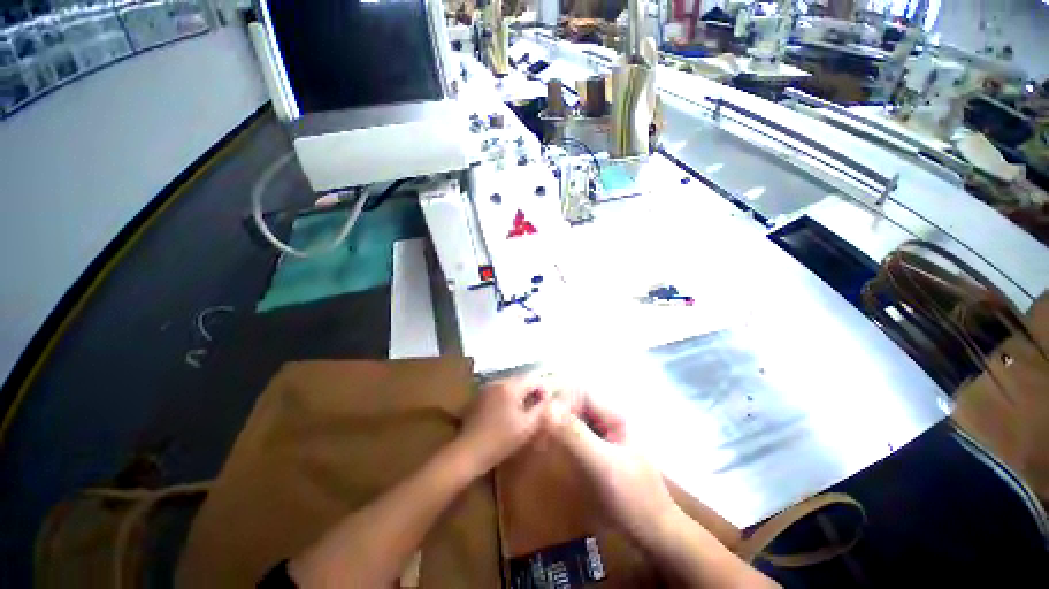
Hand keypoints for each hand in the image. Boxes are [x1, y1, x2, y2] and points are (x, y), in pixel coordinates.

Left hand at [454, 377, 550, 474]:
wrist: (468, 453)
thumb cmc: (501, 440)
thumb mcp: (527, 427)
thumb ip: (542, 410)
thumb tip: (551, 400)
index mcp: (510, 386)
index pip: (534, 378)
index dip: (544, 390)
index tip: (547, 406)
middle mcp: (498, 382)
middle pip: (521, 381)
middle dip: (532, 393)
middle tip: (538, 411)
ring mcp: (487, 389)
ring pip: (510, 387)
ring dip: (520, 397)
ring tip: (524, 414)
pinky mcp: (479, 398)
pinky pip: (499, 393)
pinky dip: (507, 400)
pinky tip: (508, 416)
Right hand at [544, 394, 677, 543]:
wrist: (655, 532)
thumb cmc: (633, 497)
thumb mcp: (603, 465)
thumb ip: (575, 435)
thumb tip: (547, 408)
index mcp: (613, 415)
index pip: (579, 392)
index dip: (558, 398)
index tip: (539, 415)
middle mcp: (606, 420)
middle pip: (574, 402)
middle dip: (554, 410)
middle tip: (534, 426)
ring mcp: (602, 435)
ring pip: (573, 417)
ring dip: (555, 423)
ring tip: (537, 436)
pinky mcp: (597, 450)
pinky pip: (574, 434)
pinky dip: (559, 436)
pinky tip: (548, 446)